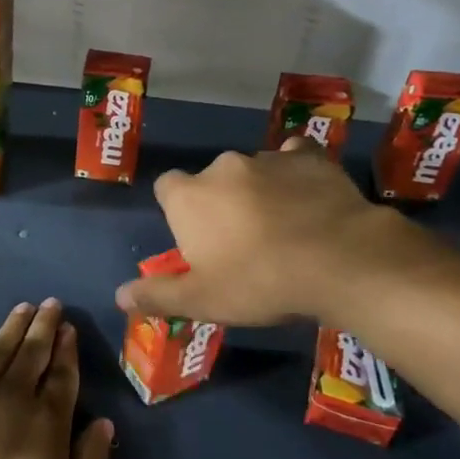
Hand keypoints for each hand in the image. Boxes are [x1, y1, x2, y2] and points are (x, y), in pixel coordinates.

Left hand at [0, 299, 113, 458]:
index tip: (69, 327)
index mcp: (47, 419)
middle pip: (33, 352)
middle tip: (51, 303)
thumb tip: (105, 423)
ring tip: (24, 306)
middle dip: (44, 325)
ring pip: (0, 348)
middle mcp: (15, 395)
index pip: (61, 374)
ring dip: (14, 326)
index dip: (67, 349)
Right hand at [115, 139, 415, 325]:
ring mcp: (268, 158)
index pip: (166, 187)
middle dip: (221, 203)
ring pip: (253, 171)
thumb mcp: (202, 300)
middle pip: (211, 180)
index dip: (178, 210)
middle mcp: (222, 167)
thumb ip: (158, 294)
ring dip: (258, 190)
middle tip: (242, 242)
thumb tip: (119, 295)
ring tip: (283, 226)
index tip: (195, 237)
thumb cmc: (259, 282)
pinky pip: (295, 159)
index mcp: (189, 196)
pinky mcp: (311, 158)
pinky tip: (309, 197)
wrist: (339, 261)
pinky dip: (297, 174)